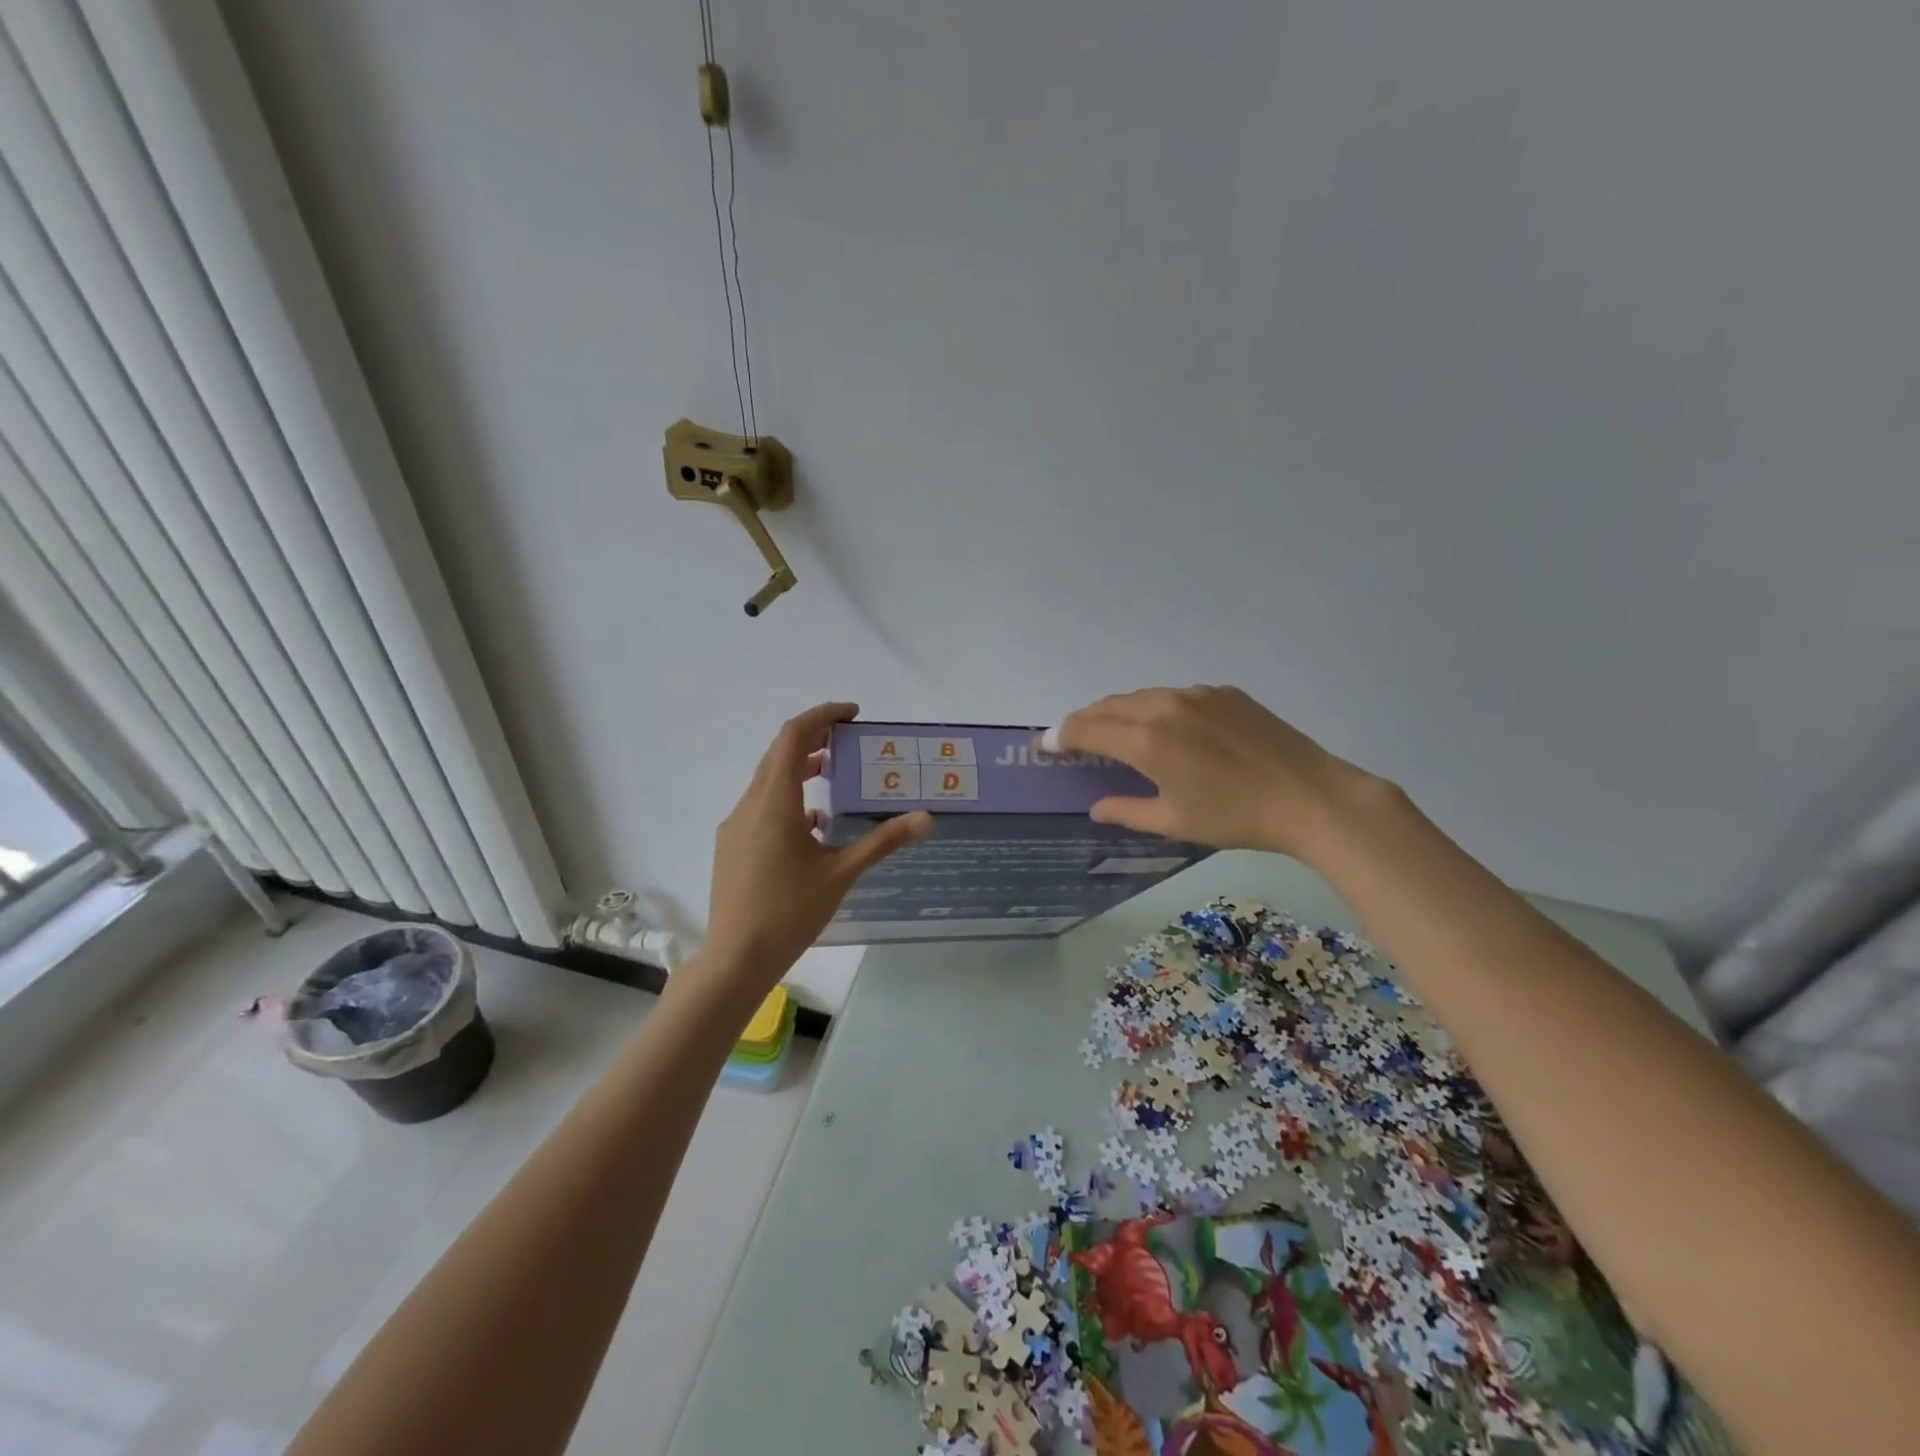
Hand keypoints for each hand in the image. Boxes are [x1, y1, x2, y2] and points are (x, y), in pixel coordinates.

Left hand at [700, 703, 931, 986]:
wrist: (735, 960)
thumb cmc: (789, 914)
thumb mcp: (841, 874)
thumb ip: (883, 841)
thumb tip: (927, 818)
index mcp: (775, 803)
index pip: (794, 737)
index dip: (822, 715)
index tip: (853, 714)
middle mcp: (750, 805)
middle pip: (779, 753)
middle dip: (814, 738)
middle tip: (849, 740)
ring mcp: (736, 826)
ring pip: (768, 780)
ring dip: (800, 768)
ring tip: (834, 775)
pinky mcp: (731, 845)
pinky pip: (761, 806)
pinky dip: (788, 798)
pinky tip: (812, 825)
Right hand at [1055, 685, 1383, 862]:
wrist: (1310, 795)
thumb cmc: (1235, 817)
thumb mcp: (1173, 821)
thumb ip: (1127, 810)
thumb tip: (1096, 807)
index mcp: (1146, 739)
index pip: (1087, 729)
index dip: (1061, 736)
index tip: (1045, 744)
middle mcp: (1164, 706)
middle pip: (1109, 706)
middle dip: (1085, 720)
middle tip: (1072, 738)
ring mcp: (1196, 694)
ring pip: (1141, 697)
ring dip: (1118, 712)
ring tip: (1113, 732)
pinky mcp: (1224, 692)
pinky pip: (1175, 696)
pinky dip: (1155, 709)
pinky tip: (1166, 729)